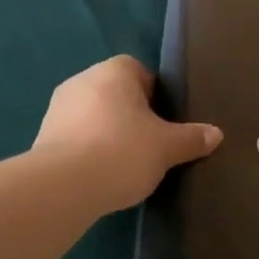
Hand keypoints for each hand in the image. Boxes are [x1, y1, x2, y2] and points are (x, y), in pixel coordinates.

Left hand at [33, 56, 222, 213]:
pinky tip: (100, 174)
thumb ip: (191, 138)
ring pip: (93, 115)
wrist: (62, 187)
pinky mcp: (43, 136)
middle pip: (115, 93)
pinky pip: (75, 136)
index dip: (156, 95)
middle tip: (151, 144)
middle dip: (132, 115)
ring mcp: (58, 108)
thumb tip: (216, 134)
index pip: (139, 71)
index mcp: (113, 71)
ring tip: (126, 163)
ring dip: (108, 133)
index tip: (165, 122)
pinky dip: (88, 150)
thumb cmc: (121, 152)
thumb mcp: (166, 148)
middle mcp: (82, 80)